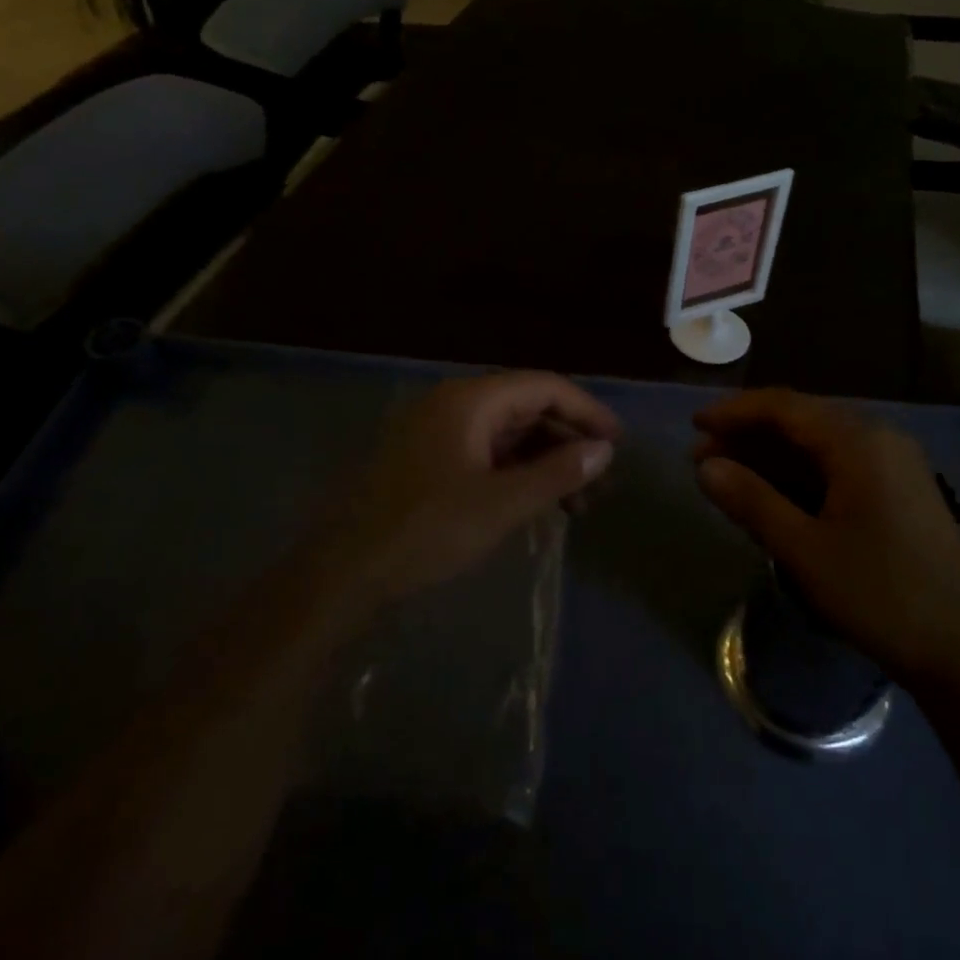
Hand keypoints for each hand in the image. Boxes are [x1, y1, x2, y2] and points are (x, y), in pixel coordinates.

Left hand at [323, 372, 619, 607]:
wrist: (342, 572)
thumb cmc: (425, 531)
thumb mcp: (500, 505)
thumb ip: (557, 474)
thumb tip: (604, 450)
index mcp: (470, 400)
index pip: (544, 387)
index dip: (586, 411)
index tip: (618, 443)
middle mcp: (453, 404)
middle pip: (527, 408)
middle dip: (568, 442)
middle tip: (601, 481)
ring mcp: (437, 431)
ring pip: (507, 434)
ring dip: (544, 461)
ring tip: (577, 503)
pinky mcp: (427, 459)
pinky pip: (484, 453)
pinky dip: (515, 473)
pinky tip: (535, 503)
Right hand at [693, 389, 959, 681]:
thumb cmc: (883, 594)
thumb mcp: (805, 549)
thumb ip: (751, 501)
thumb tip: (705, 467)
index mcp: (858, 441)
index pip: (784, 407)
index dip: (734, 412)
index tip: (694, 426)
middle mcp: (878, 440)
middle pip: (801, 422)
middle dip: (748, 437)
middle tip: (702, 459)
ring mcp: (894, 466)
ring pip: (819, 447)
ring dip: (771, 459)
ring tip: (727, 478)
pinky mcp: (899, 494)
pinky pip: (838, 469)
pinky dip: (800, 478)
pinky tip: (772, 498)